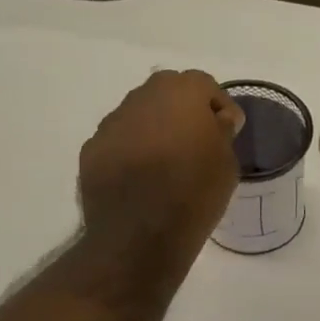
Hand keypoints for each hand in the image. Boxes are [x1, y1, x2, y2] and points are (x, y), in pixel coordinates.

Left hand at [79, 71, 243, 271]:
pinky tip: (141, 180)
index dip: (218, 106)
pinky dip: (132, 152)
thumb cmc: (194, 194)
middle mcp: (141, 97)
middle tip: (196, 142)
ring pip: (140, 115)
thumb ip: (222, 132)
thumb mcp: (227, 163)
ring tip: (166, 163)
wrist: (139, 235)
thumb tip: (216, 120)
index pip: (204, 85)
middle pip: (167, 92)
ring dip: (155, 130)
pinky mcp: (92, 150)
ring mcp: (111, 123)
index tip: (227, 133)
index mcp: (180, 92)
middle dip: (183, 111)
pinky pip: (119, 141)